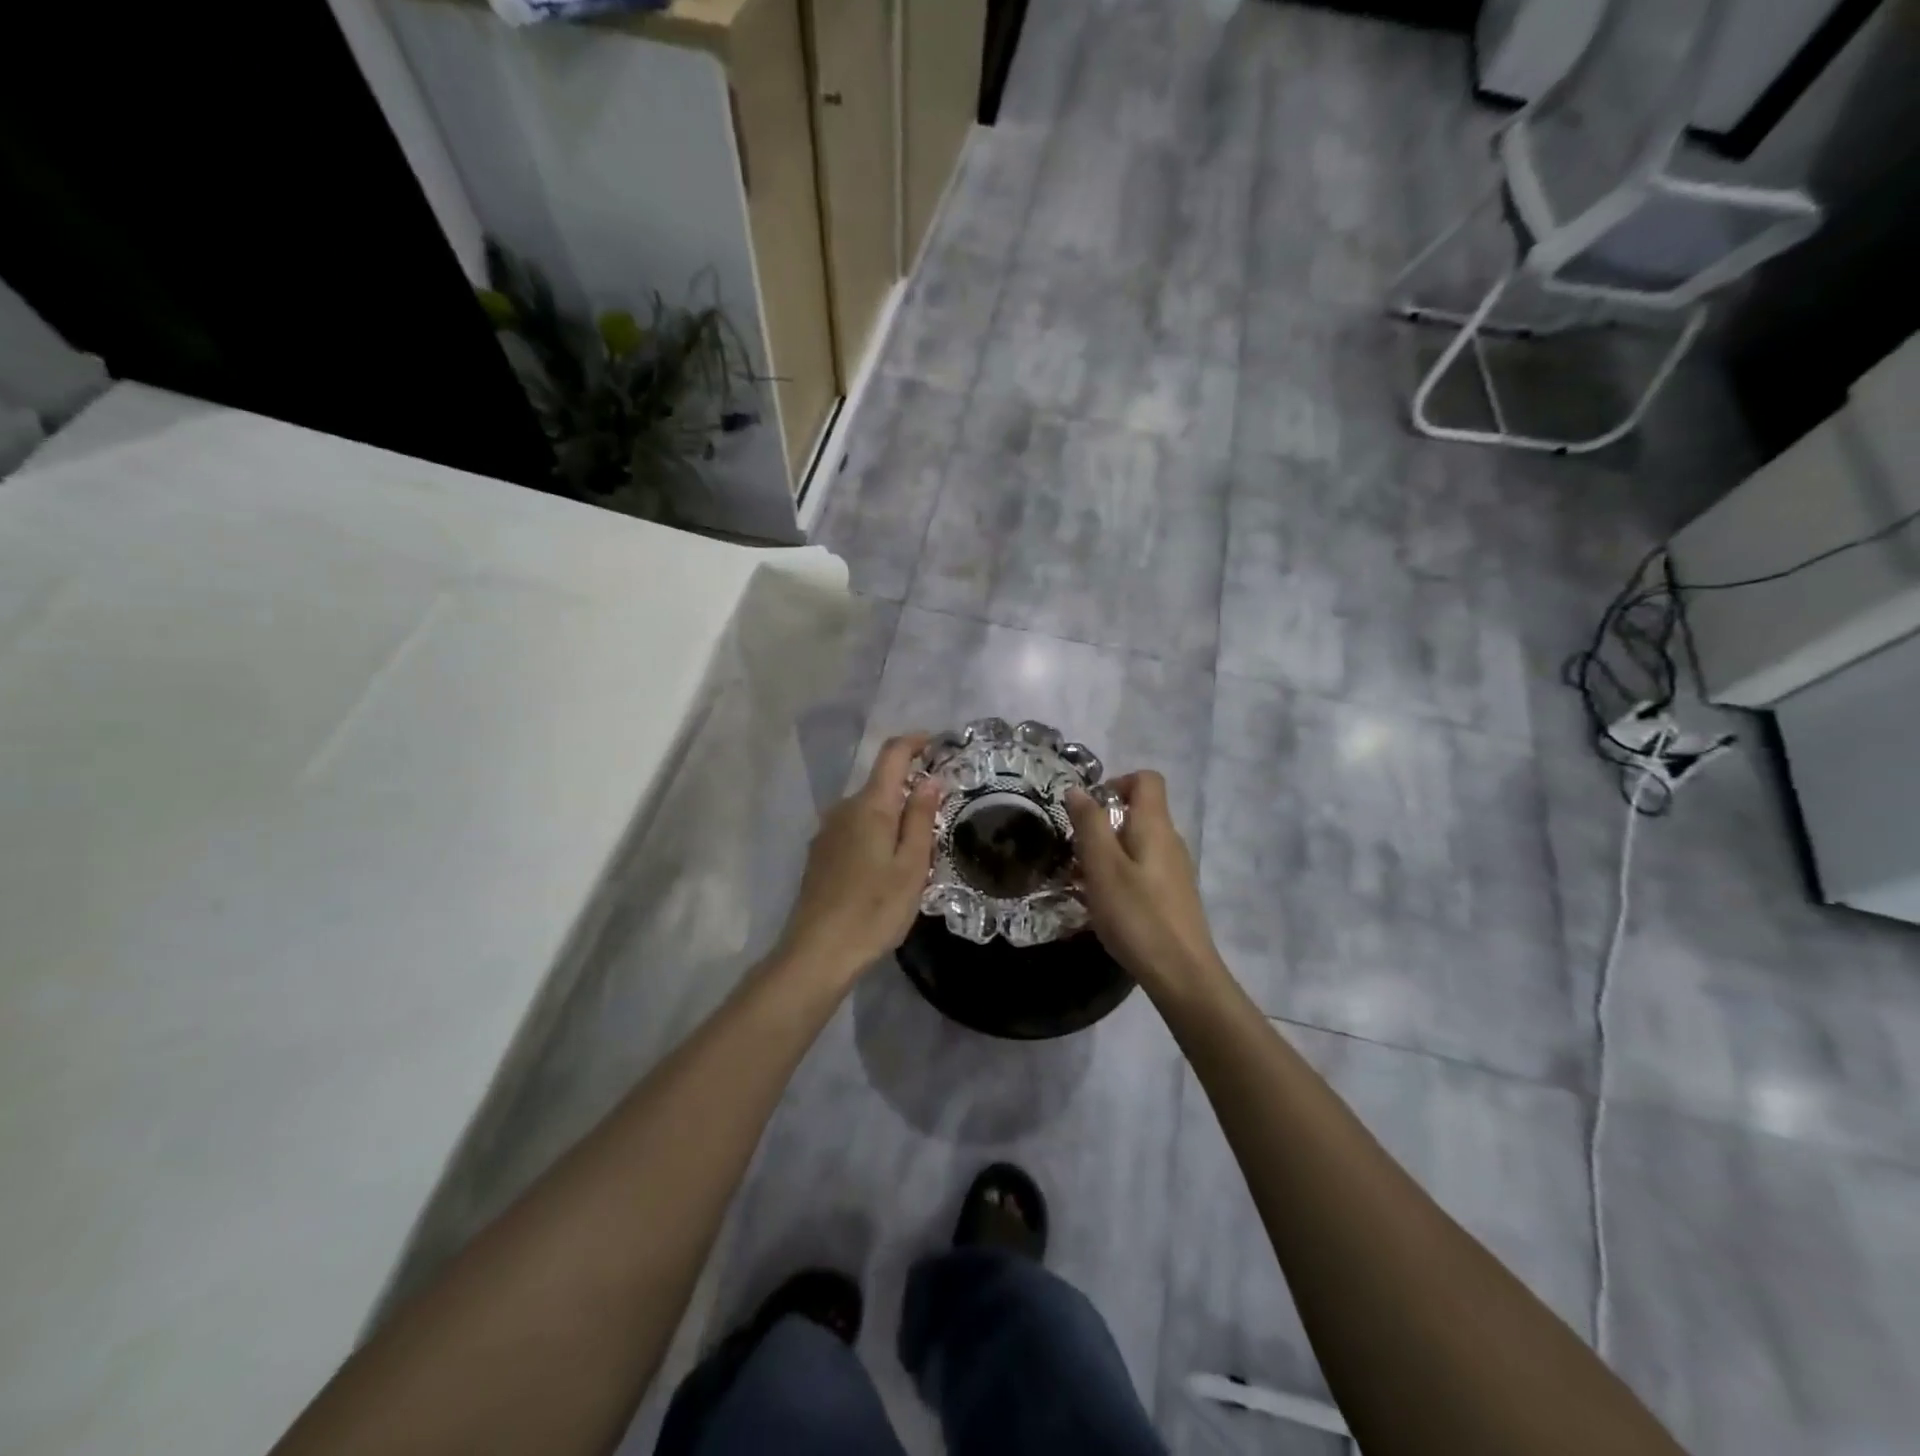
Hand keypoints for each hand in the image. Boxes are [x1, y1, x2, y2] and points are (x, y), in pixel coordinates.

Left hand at [775, 734, 940, 987]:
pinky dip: (874, 835)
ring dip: (892, 817)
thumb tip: (930, 779)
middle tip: (939, 821)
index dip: (915, 742)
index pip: (892, 754)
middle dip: (910, 791)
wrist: (817, 953)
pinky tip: (884, 870)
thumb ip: (921, 818)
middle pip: (880, 784)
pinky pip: (853, 830)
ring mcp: (826, 832)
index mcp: (869, 806)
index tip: (938, 744)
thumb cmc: (874, 910)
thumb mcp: (912, 866)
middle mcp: (843, 809)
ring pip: (867, 810)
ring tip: (915, 854)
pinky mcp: (819, 855)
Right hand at [1067, 772, 1223, 991]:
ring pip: (1137, 843)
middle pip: (1139, 811)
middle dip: (1103, 823)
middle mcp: (1170, 840)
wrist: (1182, 974)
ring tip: (1082, 880)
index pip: (1146, 779)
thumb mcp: (1102, 866)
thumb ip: (1090, 823)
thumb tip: (1078, 789)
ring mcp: (1175, 870)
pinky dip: (1120, 874)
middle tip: (1076, 850)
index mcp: (1155, 826)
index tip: (1089, 810)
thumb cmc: (1137, 915)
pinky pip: (1142, 869)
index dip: (1116, 782)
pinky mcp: (1173, 895)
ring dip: (1107, 852)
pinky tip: (1103, 903)